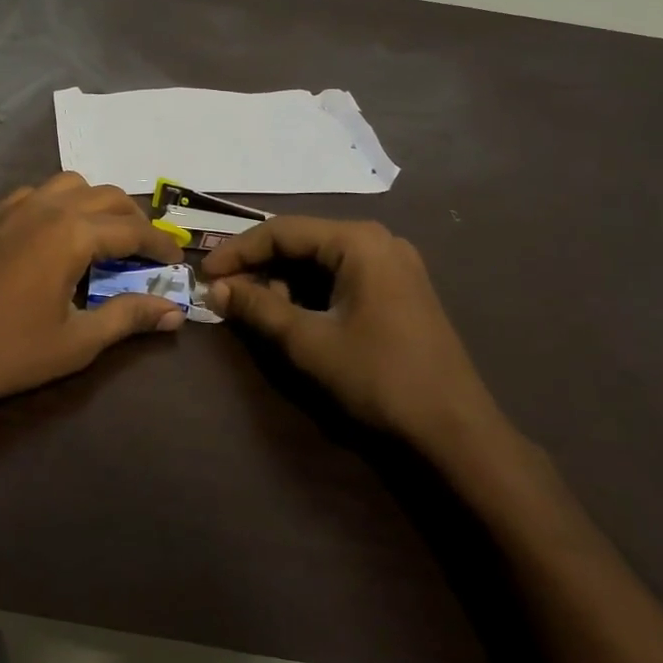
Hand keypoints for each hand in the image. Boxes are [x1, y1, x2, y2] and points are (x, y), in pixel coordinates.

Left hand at [0, 173, 185, 424]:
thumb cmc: (6, 352)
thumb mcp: (76, 342)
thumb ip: (128, 318)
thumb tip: (174, 313)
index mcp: (71, 233)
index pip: (132, 229)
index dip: (160, 245)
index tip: (178, 261)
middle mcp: (45, 208)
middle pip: (105, 196)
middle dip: (133, 219)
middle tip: (145, 253)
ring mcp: (11, 208)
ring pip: (68, 185)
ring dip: (95, 204)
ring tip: (102, 239)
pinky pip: (35, 194)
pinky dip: (58, 205)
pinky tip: (54, 238)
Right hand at [202, 218, 504, 456]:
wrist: (456, 431)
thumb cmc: (379, 378)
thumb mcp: (309, 342)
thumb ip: (258, 308)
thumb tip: (216, 289)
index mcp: (359, 241)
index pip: (282, 231)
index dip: (238, 251)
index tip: (206, 275)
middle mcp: (378, 240)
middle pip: (302, 242)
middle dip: (260, 267)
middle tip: (227, 294)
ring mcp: (394, 264)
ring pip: (321, 261)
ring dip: (284, 281)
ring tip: (258, 310)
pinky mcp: (400, 289)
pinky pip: (342, 276)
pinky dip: (311, 292)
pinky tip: (294, 316)